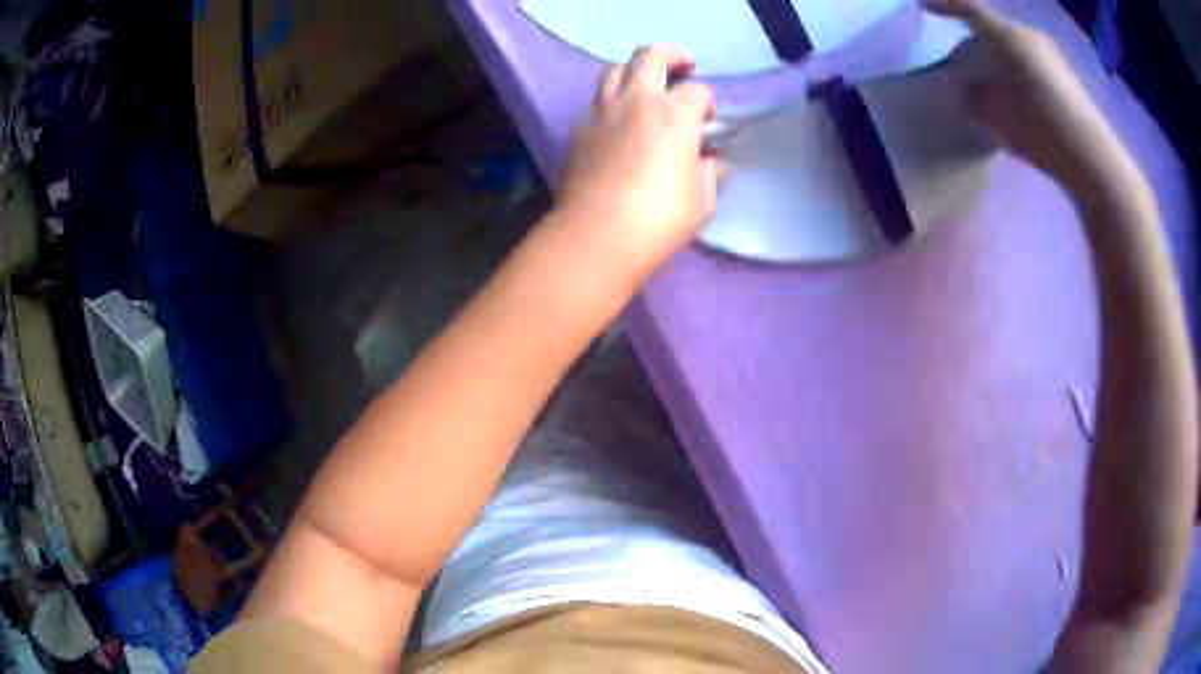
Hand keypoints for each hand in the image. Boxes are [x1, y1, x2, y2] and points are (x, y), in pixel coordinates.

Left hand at [556, 46, 721, 277]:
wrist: (597, 235)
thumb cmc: (659, 219)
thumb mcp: (702, 200)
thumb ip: (710, 172)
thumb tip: (712, 160)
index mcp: (674, 114)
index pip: (697, 90)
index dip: (707, 102)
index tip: (708, 121)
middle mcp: (636, 100)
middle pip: (650, 55)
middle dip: (672, 56)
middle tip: (683, 68)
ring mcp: (602, 112)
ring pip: (614, 69)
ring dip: (634, 71)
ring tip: (646, 88)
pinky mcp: (578, 129)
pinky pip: (596, 100)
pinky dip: (612, 100)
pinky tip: (620, 121)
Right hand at [929, 0, 1133, 193]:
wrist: (1091, 158)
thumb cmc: (1040, 129)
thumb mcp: (997, 115)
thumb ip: (977, 99)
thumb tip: (972, 93)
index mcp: (1008, 36)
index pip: (968, 9)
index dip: (945, 5)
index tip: (925, 6)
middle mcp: (1029, 36)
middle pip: (994, 32)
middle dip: (977, 45)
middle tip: (967, 66)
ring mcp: (1051, 56)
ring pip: (1015, 51)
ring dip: (1001, 64)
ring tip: (996, 92)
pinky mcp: (1066, 77)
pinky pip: (1033, 67)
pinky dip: (1020, 78)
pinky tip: (1021, 104)